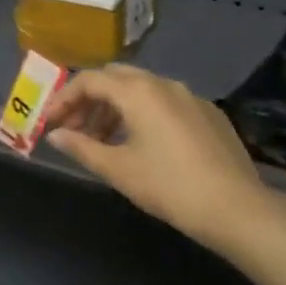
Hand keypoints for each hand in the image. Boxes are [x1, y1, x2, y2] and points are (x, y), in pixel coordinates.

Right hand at [46, 65, 271, 251]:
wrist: (235, 207)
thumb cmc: (169, 187)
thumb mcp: (119, 169)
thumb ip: (82, 147)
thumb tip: (55, 135)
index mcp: (138, 91)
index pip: (90, 80)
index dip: (64, 98)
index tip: (50, 122)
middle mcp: (164, 83)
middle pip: (116, 77)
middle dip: (90, 99)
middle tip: (75, 128)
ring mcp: (190, 95)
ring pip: (142, 88)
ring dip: (116, 107)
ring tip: (103, 140)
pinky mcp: (209, 112)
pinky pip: (166, 101)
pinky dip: (144, 113)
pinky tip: (143, 144)